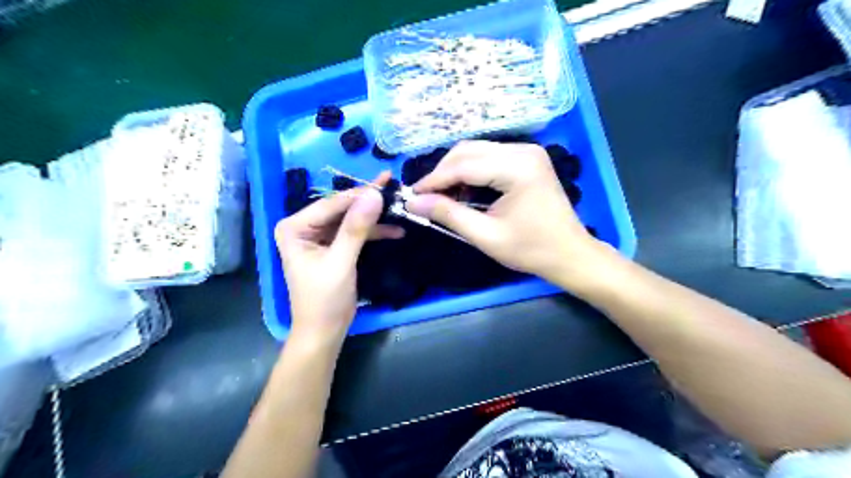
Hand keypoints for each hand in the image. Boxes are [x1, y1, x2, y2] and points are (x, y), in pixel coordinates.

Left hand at [275, 173, 402, 344]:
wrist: (324, 332)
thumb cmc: (324, 300)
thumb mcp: (341, 262)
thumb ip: (356, 228)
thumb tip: (374, 195)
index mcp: (294, 227)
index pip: (331, 204)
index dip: (360, 193)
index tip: (386, 180)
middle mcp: (304, 227)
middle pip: (341, 208)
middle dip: (368, 203)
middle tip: (394, 188)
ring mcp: (318, 237)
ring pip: (350, 219)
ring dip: (374, 218)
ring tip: (399, 207)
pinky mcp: (332, 247)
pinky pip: (353, 233)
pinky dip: (373, 232)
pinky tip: (394, 230)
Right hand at [405, 141, 603, 285]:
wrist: (570, 254)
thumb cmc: (531, 249)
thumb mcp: (486, 236)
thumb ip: (448, 215)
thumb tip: (413, 202)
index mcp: (517, 167)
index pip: (464, 165)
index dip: (434, 180)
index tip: (412, 195)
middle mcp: (523, 150)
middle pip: (468, 151)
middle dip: (443, 173)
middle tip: (426, 197)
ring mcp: (527, 152)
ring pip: (477, 151)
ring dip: (455, 171)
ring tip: (442, 197)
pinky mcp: (527, 159)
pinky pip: (489, 157)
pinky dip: (471, 172)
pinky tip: (463, 192)